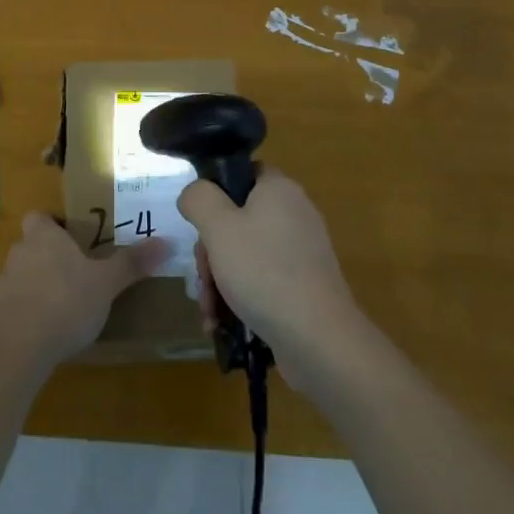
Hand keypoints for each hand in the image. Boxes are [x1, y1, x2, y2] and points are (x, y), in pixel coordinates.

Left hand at [0, 213, 168, 376]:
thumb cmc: (64, 301)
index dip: (52, 224)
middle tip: (77, 274)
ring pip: (21, 278)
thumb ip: (132, 263)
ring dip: (38, 288)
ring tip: (64, 309)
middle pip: (31, 246)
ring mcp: (2, 286)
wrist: (15, 348)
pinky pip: (13, 309)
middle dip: (50, 258)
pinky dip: (26, 317)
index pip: (39, 217)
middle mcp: (19, 253)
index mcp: (43, 236)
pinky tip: (45, 336)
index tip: (72, 238)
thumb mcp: (106, 283)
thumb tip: (166, 241)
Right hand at [178, 170, 359, 384]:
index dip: (216, 193)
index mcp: (279, 189)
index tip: (200, 224)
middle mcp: (294, 214)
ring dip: (220, 281)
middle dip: (211, 252)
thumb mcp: (218, 226)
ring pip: (246, 254)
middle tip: (203, 277)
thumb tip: (194, 193)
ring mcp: (302, 253)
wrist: (318, 340)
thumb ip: (199, 199)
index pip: (242, 173)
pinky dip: (241, 297)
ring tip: (210, 312)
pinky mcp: (304, 286)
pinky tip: (224, 324)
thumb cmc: (264, 271)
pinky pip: (263, 280)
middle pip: (238, 219)